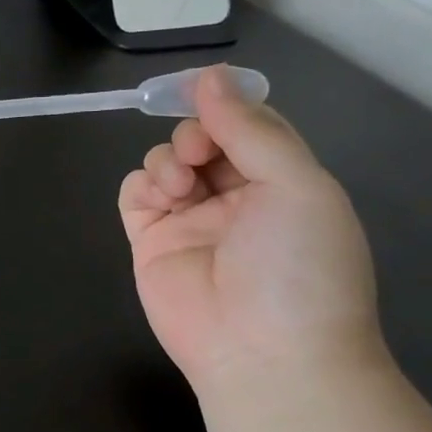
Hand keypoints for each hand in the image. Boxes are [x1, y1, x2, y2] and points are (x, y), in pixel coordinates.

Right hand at [118, 67, 382, 389]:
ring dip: (169, 159)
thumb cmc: (297, 266)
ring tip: (181, 186)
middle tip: (200, 152)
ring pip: (166, 161)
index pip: (250, 126)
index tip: (203, 89)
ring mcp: (190, 221)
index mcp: (283, 183)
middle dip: (196, 132)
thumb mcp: (296, 185)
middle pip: (204, 139)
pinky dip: (141, 184)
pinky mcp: (151, 242)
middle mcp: (236, 198)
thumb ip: (250, 128)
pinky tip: (159, 196)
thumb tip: (211, 76)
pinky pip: (135, 194)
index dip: (227, 103)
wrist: (265, 355)